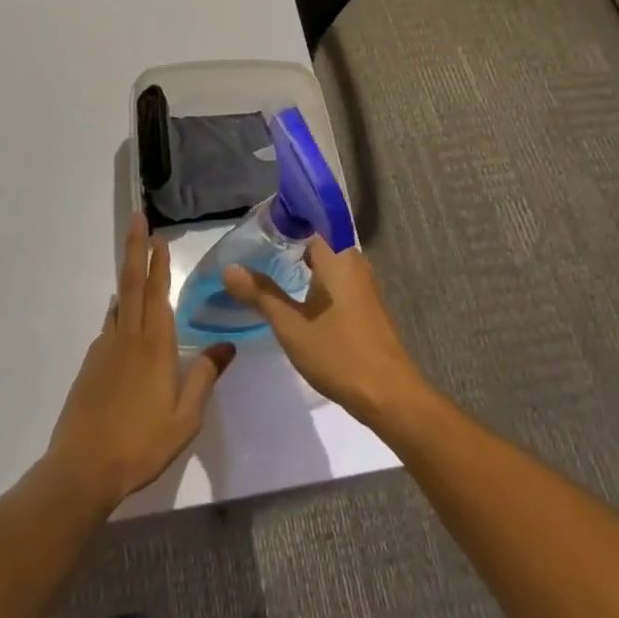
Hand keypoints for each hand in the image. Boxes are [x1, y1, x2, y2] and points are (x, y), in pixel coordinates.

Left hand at [46, 215, 235, 508]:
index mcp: (154, 346)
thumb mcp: (185, 418)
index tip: (158, 236)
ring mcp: (105, 350)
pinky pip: (109, 327)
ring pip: (119, 304)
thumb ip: (204, 377)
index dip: (158, 263)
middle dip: (134, 249)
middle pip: (131, 284)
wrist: (82, 470)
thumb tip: (227, 345)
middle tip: (136, 220)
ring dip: (128, 278)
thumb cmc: (141, 443)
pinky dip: (118, 312)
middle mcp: (127, 338)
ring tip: (135, 264)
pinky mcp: (90, 367)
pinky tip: (122, 320)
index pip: (157, 293)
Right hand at [222, 240, 426, 426]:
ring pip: (327, 264)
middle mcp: (354, 263)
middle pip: (318, 243)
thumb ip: (261, 294)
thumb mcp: (291, 326)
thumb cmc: (339, 354)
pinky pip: (336, 281)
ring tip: (268, 271)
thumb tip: (230, 268)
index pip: (309, 223)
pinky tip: (296, 298)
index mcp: (338, 258)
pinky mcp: (366, 306)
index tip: (258, 226)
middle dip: (289, 245)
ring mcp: (363, 285)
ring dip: (302, 266)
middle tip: (255, 251)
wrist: (388, 396)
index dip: (284, 221)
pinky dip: (315, 283)